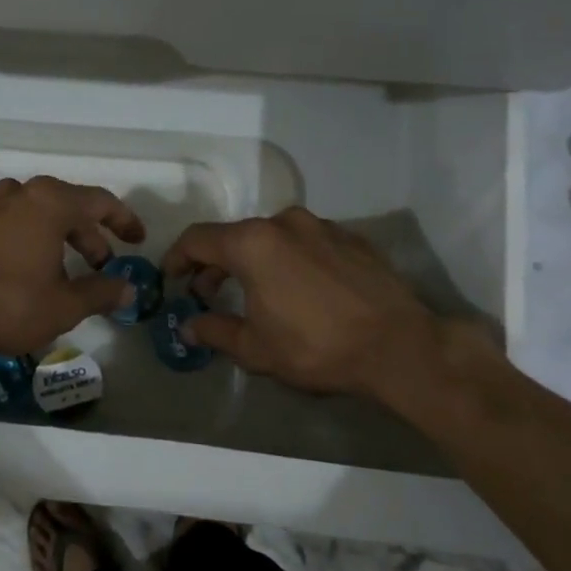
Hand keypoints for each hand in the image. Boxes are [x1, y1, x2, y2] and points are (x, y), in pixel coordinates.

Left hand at [0, 176, 144, 357]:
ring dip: (55, 235)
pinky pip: (6, 224)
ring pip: (33, 212)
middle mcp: (17, 195)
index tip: (137, 240)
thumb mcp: (64, 305)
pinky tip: (22, 271)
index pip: (98, 201)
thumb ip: (101, 293)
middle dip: (88, 234)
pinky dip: (25, 239)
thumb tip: (128, 290)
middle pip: (65, 205)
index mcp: (48, 203)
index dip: (123, 220)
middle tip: (101, 264)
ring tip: (62, 267)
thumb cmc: (8, 304)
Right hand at [163, 207, 493, 401]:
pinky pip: (307, 242)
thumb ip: (215, 331)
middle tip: (209, 294)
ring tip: (256, 292)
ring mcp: (322, 226)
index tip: (172, 278)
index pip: (198, 239)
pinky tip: (300, 290)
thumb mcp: (256, 348)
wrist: (399, 346)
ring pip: (272, 237)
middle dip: (216, 263)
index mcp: (252, 243)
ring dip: (254, 260)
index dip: (177, 257)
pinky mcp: (352, 238)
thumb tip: (188, 327)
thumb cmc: (316, 347)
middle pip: (235, 236)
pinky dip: (290, 259)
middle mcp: (284, 222)